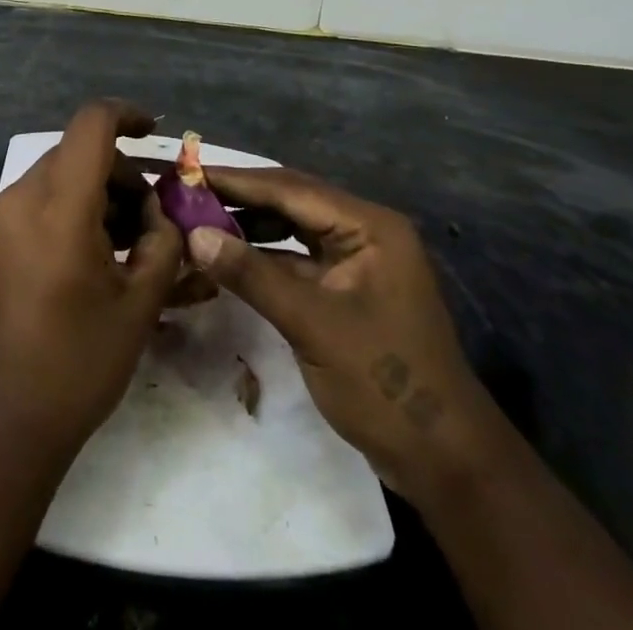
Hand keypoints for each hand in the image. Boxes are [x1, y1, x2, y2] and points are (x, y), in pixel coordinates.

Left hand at [0, 100, 184, 458]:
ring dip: (89, 195)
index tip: (153, 132)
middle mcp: (17, 199)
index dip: (127, 115)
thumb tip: (160, 216)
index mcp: (58, 206)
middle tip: (146, 221)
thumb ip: (161, 245)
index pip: (91, 124)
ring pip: (52, 180)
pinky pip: (29, 206)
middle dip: (117, 174)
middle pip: (74, 154)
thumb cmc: (76, 366)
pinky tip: (79, 262)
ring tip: (117, 247)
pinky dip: (61, 213)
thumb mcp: (139, 306)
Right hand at [189, 167, 496, 491]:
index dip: (238, 180)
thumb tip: (194, 235)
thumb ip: (253, 275)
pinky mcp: (347, 290)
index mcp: (369, 226)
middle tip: (188, 192)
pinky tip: (229, 257)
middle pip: (292, 201)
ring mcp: (357, 261)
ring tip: (200, 220)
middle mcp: (364, 232)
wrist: (444, 461)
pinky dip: (264, 257)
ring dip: (250, 226)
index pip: (292, 188)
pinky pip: (298, 259)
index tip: (190, 171)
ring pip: (293, 229)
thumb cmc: (384, 383)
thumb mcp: (312, 325)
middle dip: (240, 198)